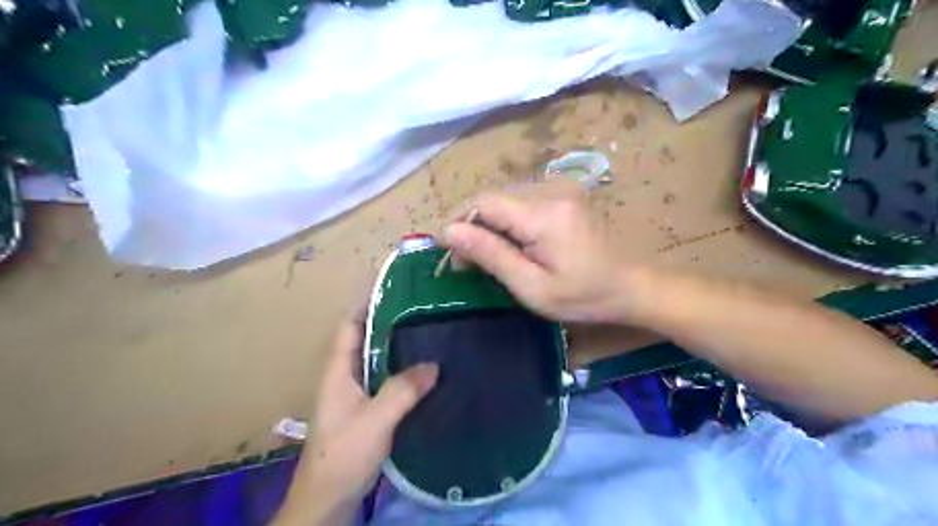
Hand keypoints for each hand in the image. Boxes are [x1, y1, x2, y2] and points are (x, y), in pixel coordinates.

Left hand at [277, 310, 439, 523]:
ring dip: (395, 345)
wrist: (327, 501)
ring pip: (376, 360)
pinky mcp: (366, 411)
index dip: (364, 303)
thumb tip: (434, 364)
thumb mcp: (375, 420)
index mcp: (338, 371)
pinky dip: (401, 369)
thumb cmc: (343, 455)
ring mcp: (355, 395)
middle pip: (364, 339)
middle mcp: (344, 377)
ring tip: (425, 329)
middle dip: (386, 320)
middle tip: (419, 305)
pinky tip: (422, 370)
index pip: (349, 326)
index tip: (390, 285)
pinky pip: (385, 379)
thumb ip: (403, 390)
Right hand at [446, 187, 637, 322]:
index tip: (447, 252)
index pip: (484, 203)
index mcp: (543, 214)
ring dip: (488, 225)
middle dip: (472, 226)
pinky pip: (523, 203)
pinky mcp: (565, 196)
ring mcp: (561, 190)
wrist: (633, 286)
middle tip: (465, 262)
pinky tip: (511, 245)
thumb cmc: (584, 296)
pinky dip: (508, 223)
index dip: (458, 222)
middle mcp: (551, 191)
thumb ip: (491, 255)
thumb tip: (450, 232)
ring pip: (506, 200)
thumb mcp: (533, 287)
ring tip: (486, 257)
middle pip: (493, 199)